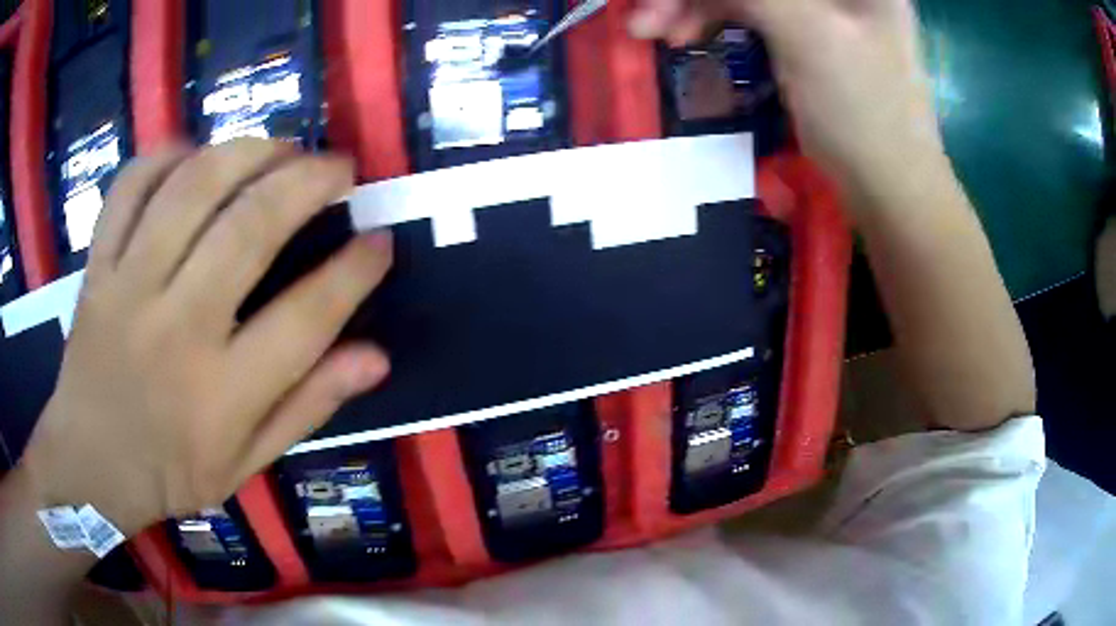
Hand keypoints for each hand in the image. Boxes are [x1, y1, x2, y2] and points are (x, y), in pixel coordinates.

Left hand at [19, 139, 392, 537]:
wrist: (89, 467)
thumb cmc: (170, 473)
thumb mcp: (247, 463)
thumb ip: (308, 407)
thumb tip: (376, 357)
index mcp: (222, 394)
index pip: (306, 317)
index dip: (354, 270)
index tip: (379, 240)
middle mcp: (176, 329)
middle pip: (249, 229)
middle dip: (307, 182)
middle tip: (339, 168)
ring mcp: (128, 289)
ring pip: (191, 189)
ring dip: (247, 153)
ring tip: (280, 148)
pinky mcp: (97, 267)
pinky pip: (129, 188)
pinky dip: (165, 157)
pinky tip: (194, 156)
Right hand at [629, 0, 945, 189]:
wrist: (889, 191)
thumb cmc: (864, 113)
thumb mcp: (807, 33)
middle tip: (645, 17)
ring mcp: (819, 9)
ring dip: (693, 6)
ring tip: (651, 32)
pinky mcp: (803, 33)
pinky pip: (747, 12)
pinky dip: (711, 20)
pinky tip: (683, 37)